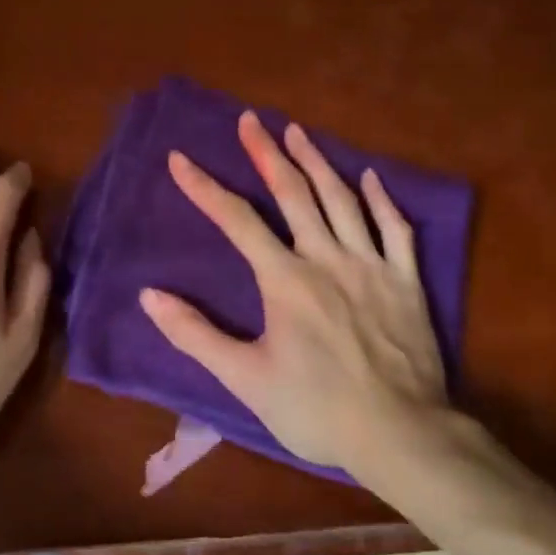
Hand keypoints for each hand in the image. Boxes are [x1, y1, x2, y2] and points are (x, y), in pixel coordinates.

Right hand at [139, 112, 447, 470]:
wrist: (401, 435)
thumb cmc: (316, 409)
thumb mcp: (245, 379)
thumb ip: (196, 334)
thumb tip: (149, 295)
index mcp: (285, 279)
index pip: (237, 221)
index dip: (205, 188)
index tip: (180, 158)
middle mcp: (326, 258)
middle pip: (293, 193)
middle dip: (267, 153)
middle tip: (250, 119)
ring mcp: (371, 265)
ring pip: (342, 200)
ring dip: (317, 161)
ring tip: (297, 130)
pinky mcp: (406, 280)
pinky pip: (395, 229)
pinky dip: (381, 199)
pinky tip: (369, 176)